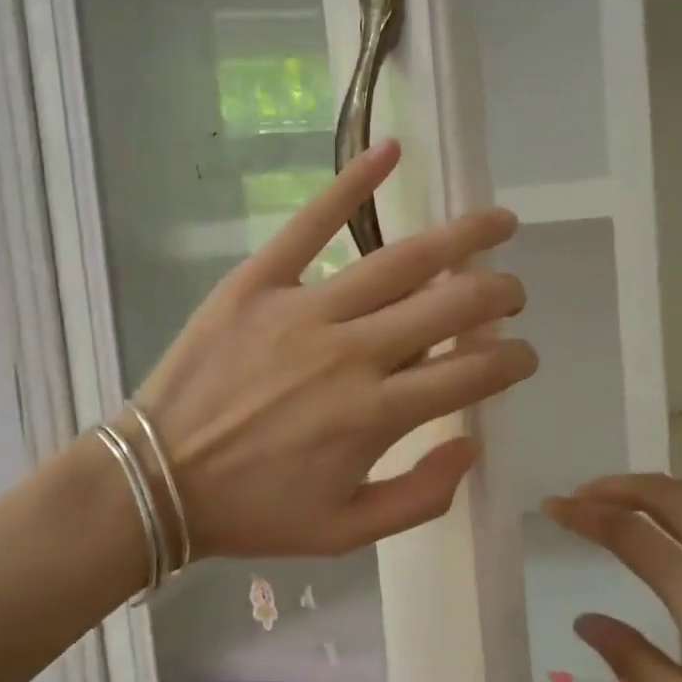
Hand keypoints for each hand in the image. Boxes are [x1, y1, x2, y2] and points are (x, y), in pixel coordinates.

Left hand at [137, 140, 536, 559]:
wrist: (157, 482)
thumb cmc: (255, 512)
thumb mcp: (347, 532)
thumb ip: (422, 496)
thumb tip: (472, 443)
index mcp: (375, 416)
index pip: (471, 373)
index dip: (512, 362)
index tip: (524, 356)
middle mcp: (351, 353)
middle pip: (450, 306)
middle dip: (499, 295)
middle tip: (514, 292)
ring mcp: (304, 310)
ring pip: (401, 260)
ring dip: (462, 238)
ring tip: (498, 222)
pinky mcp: (258, 282)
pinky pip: (310, 223)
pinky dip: (352, 183)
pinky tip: (391, 149)